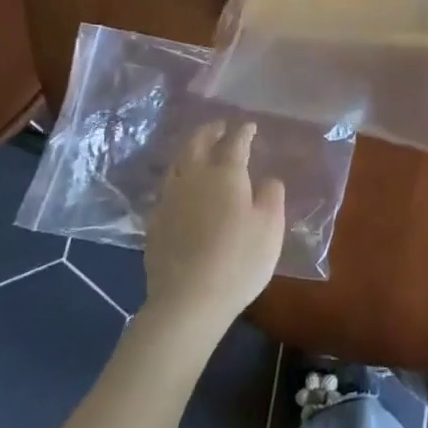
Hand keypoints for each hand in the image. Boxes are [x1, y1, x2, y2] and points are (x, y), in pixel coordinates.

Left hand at [143, 122, 284, 331]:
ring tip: (198, 150)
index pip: (235, 142)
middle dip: (210, 131)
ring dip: (189, 150)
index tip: (250, 126)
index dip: (244, 132)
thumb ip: (272, 196)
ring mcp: (170, 199)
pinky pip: (167, 189)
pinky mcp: (156, 222)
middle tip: (220, 127)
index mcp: (225, 173)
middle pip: (197, 143)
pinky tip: (182, 189)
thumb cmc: (239, 260)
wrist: (188, 300)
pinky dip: (178, 178)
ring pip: (177, 163)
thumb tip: (268, 179)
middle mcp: (194, 177)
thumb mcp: (270, 227)